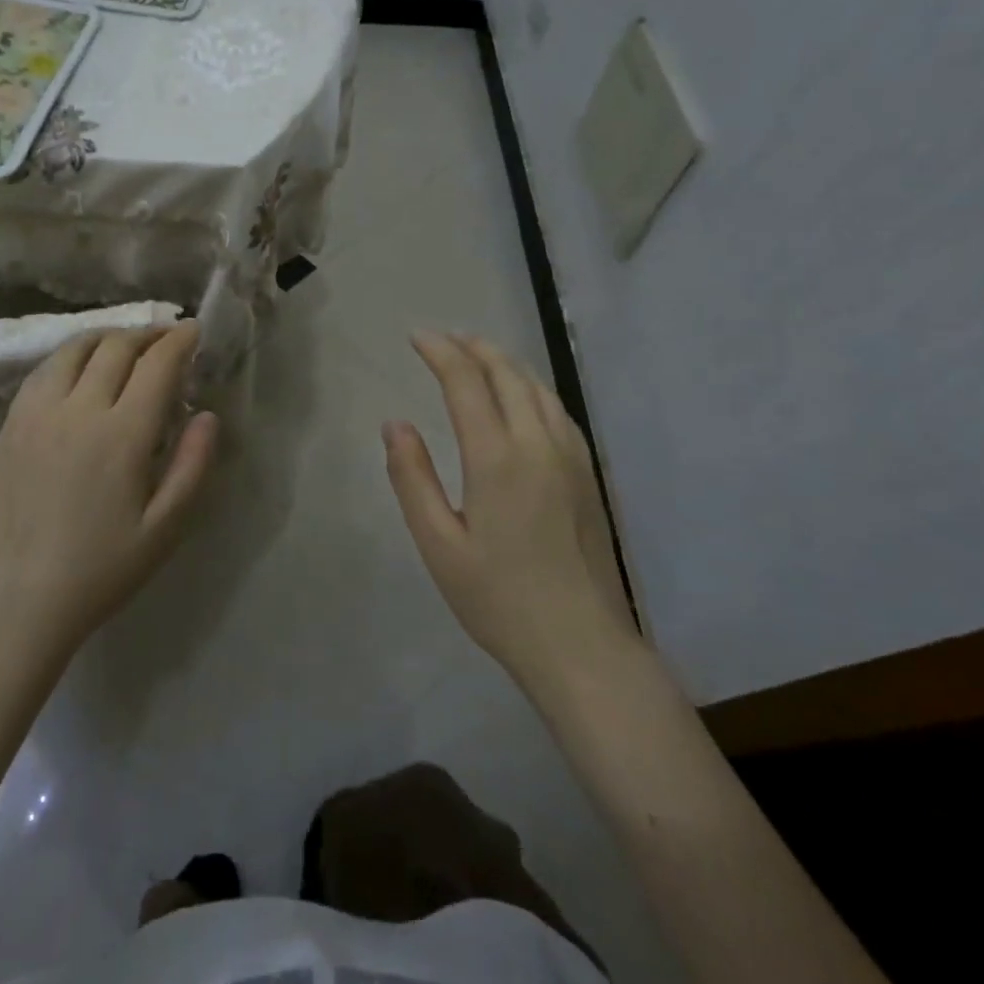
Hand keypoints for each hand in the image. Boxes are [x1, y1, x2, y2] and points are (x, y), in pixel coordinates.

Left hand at [0, 321, 219, 673]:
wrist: (13, 602)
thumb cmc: (99, 571)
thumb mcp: (164, 529)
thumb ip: (193, 466)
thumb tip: (207, 415)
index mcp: (121, 435)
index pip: (157, 364)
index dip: (180, 341)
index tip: (195, 331)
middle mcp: (78, 409)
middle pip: (117, 346)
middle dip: (149, 334)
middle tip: (168, 339)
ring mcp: (37, 412)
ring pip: (76, 348)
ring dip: (109, 337)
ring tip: (128, 346)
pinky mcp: (11, 423)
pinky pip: (45, 369)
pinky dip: (72, 354)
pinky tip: (82, 369)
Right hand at [384, 332, 632, 682]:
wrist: (581, 646)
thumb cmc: (498, 599)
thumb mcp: (439, 544)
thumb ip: (412, 479)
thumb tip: (395, 424)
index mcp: (496, 458)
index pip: (466, 383)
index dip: (440, 353)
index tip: (417, 337)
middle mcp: (538, 444)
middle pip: (507, 375)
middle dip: (474, 348)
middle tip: (445, 338)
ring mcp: (571, 457)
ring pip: (538, 388)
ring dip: (505, 363)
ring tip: (479, 354)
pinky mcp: (589, 475)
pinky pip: (558, 411)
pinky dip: (533, 387)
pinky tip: (523, 396)